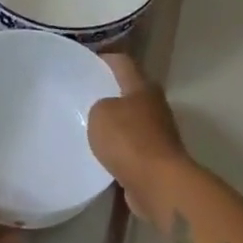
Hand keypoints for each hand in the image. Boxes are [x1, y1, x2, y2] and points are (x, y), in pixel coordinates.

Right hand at [87, 54, 192, 222]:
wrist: (158, 183)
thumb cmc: (129, 140)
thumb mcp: (100, 114)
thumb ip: (99, 106)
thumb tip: (106, 112)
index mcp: (143, 88)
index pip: (123, 63)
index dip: (105, 59)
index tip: (87, 60)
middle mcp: (155, 106)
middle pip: (130, 92)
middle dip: (109, 92)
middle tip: (84, 95)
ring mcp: (158, 133)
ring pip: (131, 120)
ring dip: (114, 122)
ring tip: (88, 125)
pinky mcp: (156, 158)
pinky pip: (132, 147)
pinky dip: (119, 147)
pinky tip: (101, 153)